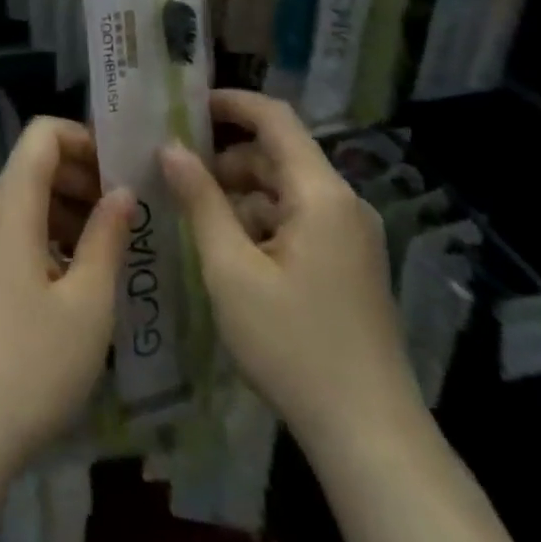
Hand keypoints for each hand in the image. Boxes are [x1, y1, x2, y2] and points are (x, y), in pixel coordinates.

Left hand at [0, 118, 133, 486]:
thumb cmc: (32, 363)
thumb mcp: (87, 303)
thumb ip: (108, 237)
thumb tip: (122, 191)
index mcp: (9, 202)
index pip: (42, 133)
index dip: (84, 138)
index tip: (122, 170)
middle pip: (34, 164)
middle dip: (83, 176)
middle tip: (128, 213)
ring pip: (24, 198)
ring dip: (67, 208)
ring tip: (111, 248)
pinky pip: (11, 228)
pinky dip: (46, 234)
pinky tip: (77, 277)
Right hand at [160, 90, 421, 450]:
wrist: (371, 438)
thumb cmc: (293, 345)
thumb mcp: (230, 269)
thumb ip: (200, 200)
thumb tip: (170, 146)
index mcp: (321, 194)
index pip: (275, 118)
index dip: (230, 103)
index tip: (185, 106)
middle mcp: (343, 203)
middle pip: (279, 154)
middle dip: (226, 156)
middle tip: (174, 169)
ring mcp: (351, 236)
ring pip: (286, 189)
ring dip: (240, 191)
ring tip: (191, 213)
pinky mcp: (350, 264)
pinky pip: (299, 219)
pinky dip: (261, 219)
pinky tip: (227, 248)